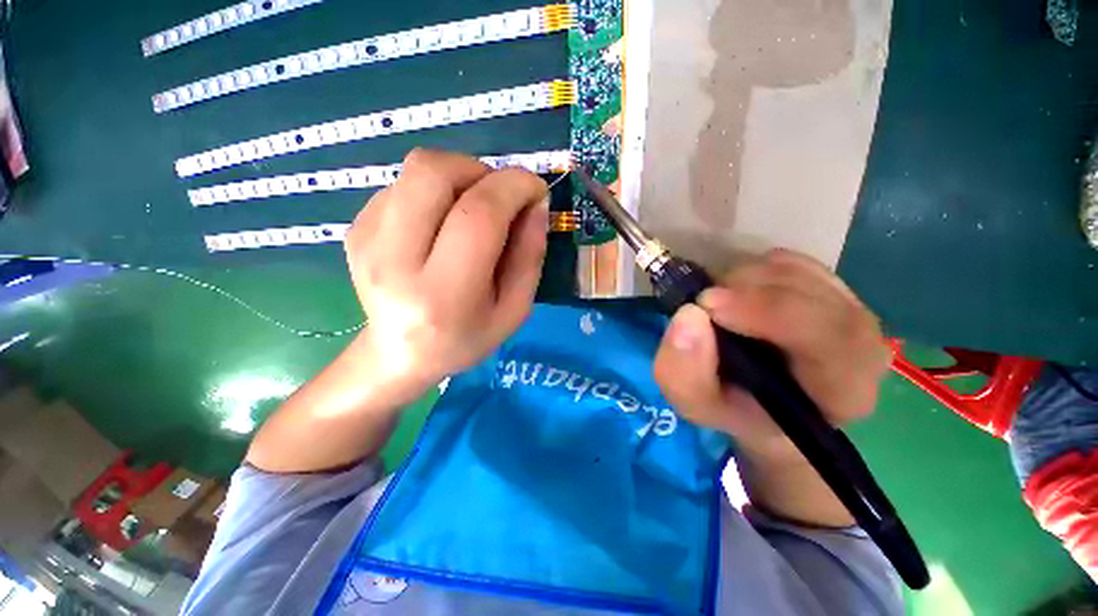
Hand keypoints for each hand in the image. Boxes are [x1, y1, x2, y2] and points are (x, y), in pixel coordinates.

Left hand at [345, 149, 549, 387]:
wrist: (399, 354)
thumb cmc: (466, 339)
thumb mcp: (514, 310)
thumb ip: (530, 256)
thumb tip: (536, 203)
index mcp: (443, 294)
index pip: (478, 216)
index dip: (514, 188)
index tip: (536, 189)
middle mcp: (394, 261)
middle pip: (434, 173)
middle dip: (481, 170)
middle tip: (500, 196)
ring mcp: (366, 240)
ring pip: (417, 169)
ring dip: (459, 176)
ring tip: (473, 209)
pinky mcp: (355, 228)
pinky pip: (403, 184)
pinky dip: (435, 191)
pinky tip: (441, 223)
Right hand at [652, 249, 890, 462]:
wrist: (761, 400)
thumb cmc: (734, 408)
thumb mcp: (696, 404)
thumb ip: (685, 373)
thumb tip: (689, 314)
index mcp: (843, 391)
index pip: (830, 339)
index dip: (766, 312)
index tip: (707, 305)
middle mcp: (861, 345)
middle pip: (814, 295)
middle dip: (747, 291)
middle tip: (704, 300)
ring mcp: (847, 308)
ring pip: (797, 272)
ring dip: (744, 280)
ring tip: (717, 306)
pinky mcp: (827, 286)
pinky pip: (789, 262)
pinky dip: (752, 270)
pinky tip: (736, 295)